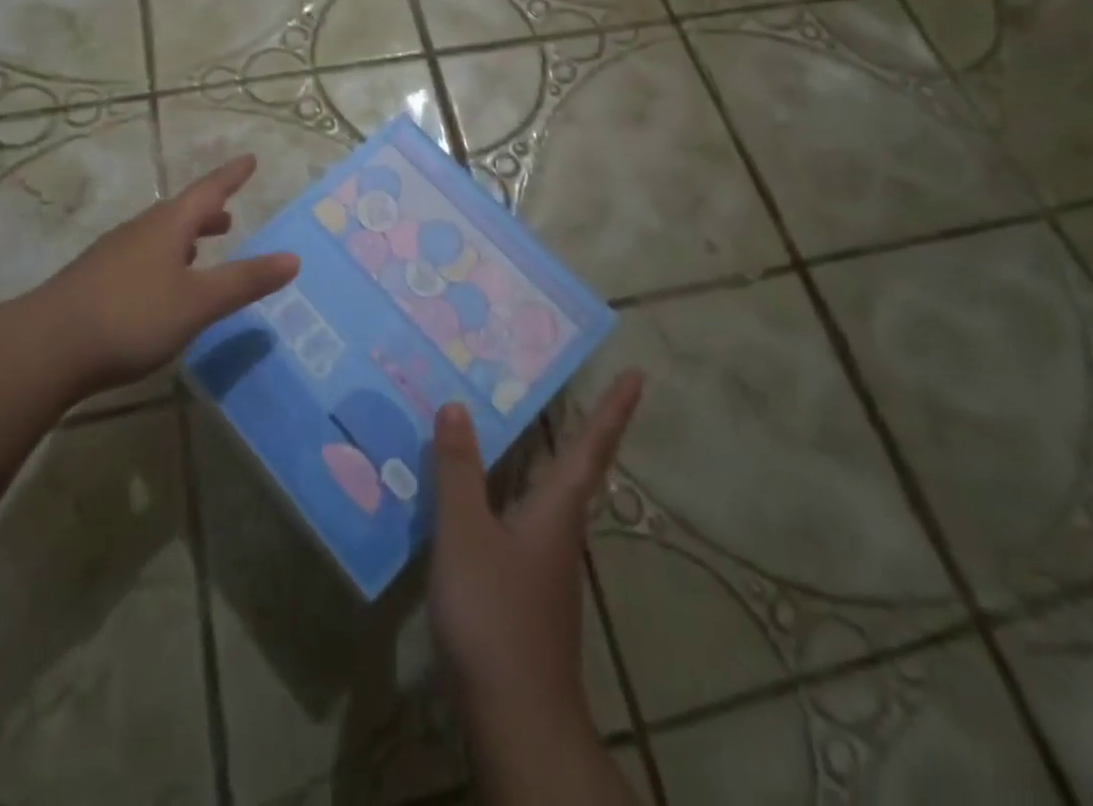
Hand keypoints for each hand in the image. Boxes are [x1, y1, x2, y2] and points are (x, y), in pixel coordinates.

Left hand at [40, 155, 299, 392]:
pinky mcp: (95, 281)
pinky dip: (164, 259)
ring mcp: (112, 255)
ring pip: (158, 235)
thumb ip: (245, 281)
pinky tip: (162, 284)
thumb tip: (293, 258)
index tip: (249, 159)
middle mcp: (140, 231)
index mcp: (167, 226)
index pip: (208, 191)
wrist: (45, 348)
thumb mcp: (198, 302)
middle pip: (180, 212)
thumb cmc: (131, 316)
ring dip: (185, 236)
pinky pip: (141, 257)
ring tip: (202, 247)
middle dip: (207, 211)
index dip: (231, 176)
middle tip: (228, 212)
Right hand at [429, 371, 643, 736]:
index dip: (613, 408)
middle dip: (581, 424)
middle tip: (568, 382)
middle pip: (576, 465)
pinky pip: (522, 516)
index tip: (637, 374)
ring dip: (543, 453)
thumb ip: (458, 470)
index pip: (592, 446)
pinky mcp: (527, 585)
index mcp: (556, 507)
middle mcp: (559, 527)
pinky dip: (509, 488)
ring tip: (513, 421)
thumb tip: (455, 404)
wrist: (516, 717)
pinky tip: (477, 491)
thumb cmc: (495, 615)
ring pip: (548, 491)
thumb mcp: (466, 533)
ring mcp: (545, 560)